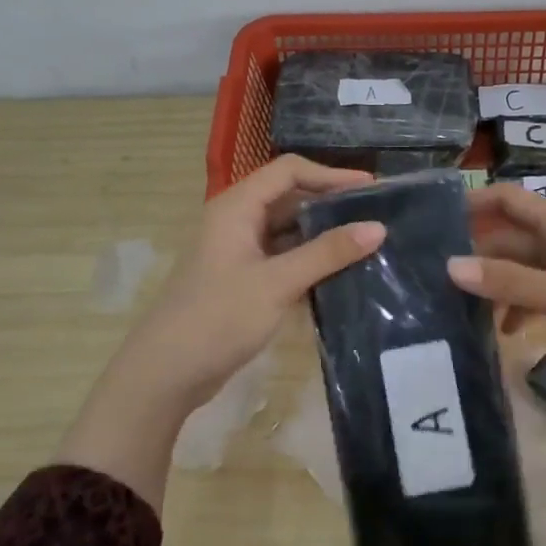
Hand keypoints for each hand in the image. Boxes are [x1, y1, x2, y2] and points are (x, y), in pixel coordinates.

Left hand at [113, 155, 385, 413]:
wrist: (167, 373)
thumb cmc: (219, 318)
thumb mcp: (277, 283)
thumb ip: (327, 253)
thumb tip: (378, 228)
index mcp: (237, 207)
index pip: (289, 172)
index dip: (331, 175)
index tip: (371, 189)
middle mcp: (237, 221)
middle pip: (290, 198)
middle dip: (331, 205)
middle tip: (375, 218)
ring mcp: (238, 252)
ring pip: (288, 231)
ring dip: (323, 236)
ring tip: (366, 245)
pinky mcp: (243, 280)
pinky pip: (283, 259)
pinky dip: (309, 262)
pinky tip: (340, 275)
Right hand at [451, 184, 545, 474]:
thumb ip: (510, 283)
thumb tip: (450, 266)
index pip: (507, 199)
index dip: (471, 203)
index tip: (432, 221)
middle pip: (511, 237)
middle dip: (476, 253)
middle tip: (434, 277)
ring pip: (526, 267)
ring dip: (497, 284)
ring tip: (461, 309)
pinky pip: (544, 290)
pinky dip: (523, 304)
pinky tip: (506, 331)